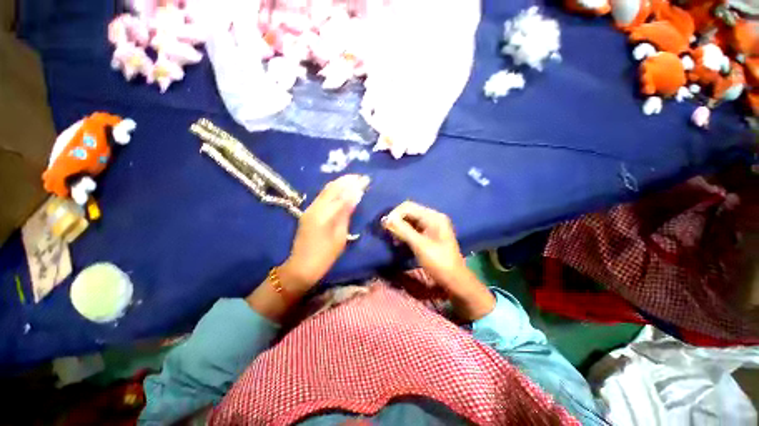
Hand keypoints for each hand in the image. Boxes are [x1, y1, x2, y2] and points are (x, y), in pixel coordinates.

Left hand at [282, 174, 369, 290]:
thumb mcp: (340, 236)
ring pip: (326, 190)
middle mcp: (315, 207)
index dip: (354, 185)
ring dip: (340, 183)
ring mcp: (309, 209)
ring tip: (353, 180)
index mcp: (324, 214)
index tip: (366, 179)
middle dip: (346, 180)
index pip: (341, 194)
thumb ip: (346, 214)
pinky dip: (333, 190)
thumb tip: (355, 196)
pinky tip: (341, 190)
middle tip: (360, 177)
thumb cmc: (324, 256)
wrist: (301, 267)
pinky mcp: (308, 212)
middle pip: (332, 187)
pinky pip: (322, 196)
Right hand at [382, 201, 495, 320]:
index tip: (384, 226)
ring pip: (409, 220)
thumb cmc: (439, 262)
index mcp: (433, 217)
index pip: (409, 207)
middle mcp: (432, 217)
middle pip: (409, 212)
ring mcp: (431, 226)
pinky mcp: (428, 234)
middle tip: (387, 232)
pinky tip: (399, 241)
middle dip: (396, 220)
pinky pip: (413, 228)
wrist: (454, 279)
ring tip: (393, 238)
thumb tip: (385, 219)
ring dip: (399, 227)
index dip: (395, 214)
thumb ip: (403, 230)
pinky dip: (404, 233)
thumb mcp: (420, 245)